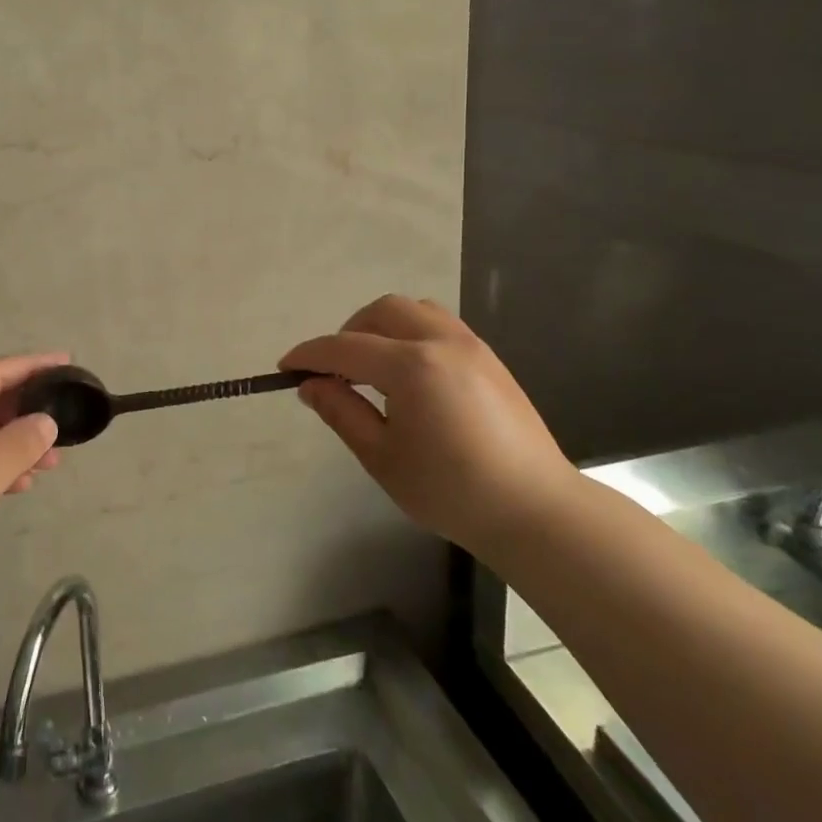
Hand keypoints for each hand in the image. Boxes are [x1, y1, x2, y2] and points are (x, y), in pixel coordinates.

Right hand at [281, 296, 578, 561]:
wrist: (535, 511)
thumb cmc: (451, 491)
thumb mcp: (382, 457)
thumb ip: (341, 412)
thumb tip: (311, 385)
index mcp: (411, 367)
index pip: (344, 348)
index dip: (310, 355)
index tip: (286, 368)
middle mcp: (441, 342)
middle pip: (381, 312)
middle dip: (348, 332)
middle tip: (335, 370)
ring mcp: (471, 346)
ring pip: (414, 310)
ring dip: (382, 327)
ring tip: (372, 367)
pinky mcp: (489, 359)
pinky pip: (439, 325)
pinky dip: (411, 334)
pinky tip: (410, 375)